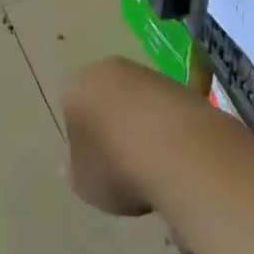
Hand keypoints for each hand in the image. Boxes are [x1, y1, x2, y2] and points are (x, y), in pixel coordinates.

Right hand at [62, 57, 184, 218]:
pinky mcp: (182, 85)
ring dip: (143, 127)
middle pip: (106, 99)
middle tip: (124, 166)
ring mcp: (148, 74)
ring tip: (155, 167)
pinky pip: (166, 109)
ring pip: (138, 102)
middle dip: (113, 126)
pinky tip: (177, 157)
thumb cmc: (117, 167)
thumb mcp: (84, 184)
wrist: (179, 152)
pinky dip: (169, 129)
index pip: (73, 111)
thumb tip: (72, 165)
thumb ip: (75, 171)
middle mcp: (109, 70)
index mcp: (77, 87)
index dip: (85, 142)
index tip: (98, 169)